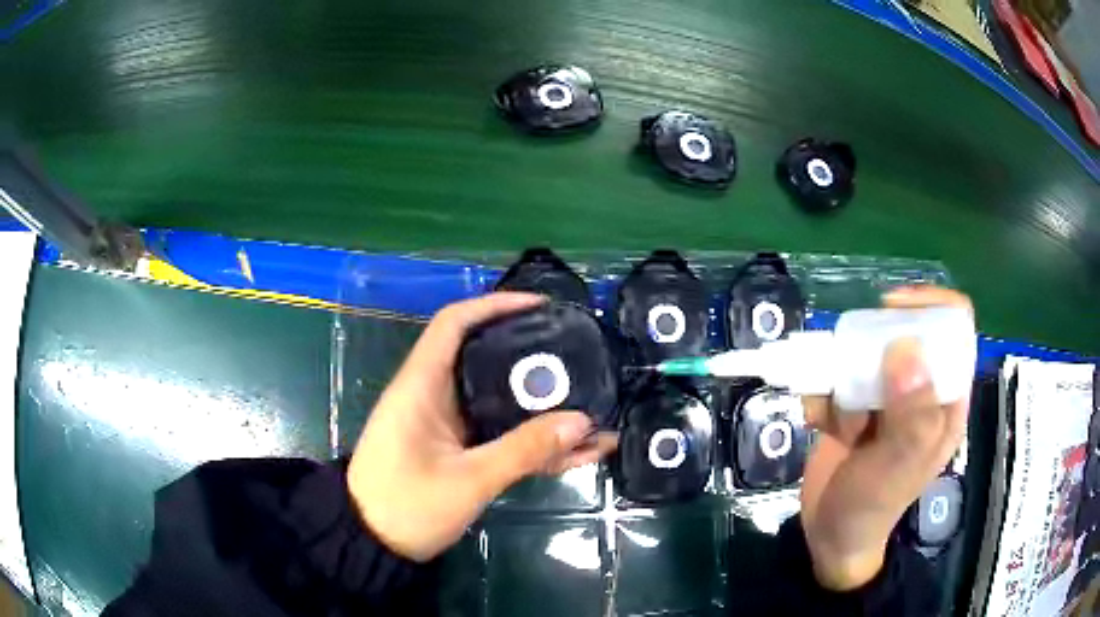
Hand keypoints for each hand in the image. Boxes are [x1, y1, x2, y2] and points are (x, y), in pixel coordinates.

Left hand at [347, 292, 618, 561]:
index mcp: (422, 386)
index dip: (494, 305)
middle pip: (484, 358)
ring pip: (498, 400)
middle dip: (531, 356)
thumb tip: (581, 421)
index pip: (454, 323)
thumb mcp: (468, 480)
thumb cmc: (406, 506)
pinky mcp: (455, 448)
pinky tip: (571, 451)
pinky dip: (530, 439)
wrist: (373, 544)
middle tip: (577, 358)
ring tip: (589, 408)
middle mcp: (433, 396)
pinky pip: (497, 433)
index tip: (539, 308)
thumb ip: (524, 451)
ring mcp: (446, 424)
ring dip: (539, 406)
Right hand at [800, 286, 971, 589]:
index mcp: (945, 396)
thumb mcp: (897, 465)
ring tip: (841, 426)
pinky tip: (822, 427)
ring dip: (842, 384)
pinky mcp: (854, 402)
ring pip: (862, 354)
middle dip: (870, 355)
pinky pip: (834, 376)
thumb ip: (911, 413)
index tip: (890, 310)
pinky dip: (822, 395)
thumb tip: (905, 348)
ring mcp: (885, 395)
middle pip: (901, 332)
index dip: (928, 306)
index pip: (953, 326)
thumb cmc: (874, 505)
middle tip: (853, 384)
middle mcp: (919, 388)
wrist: (828, 535)